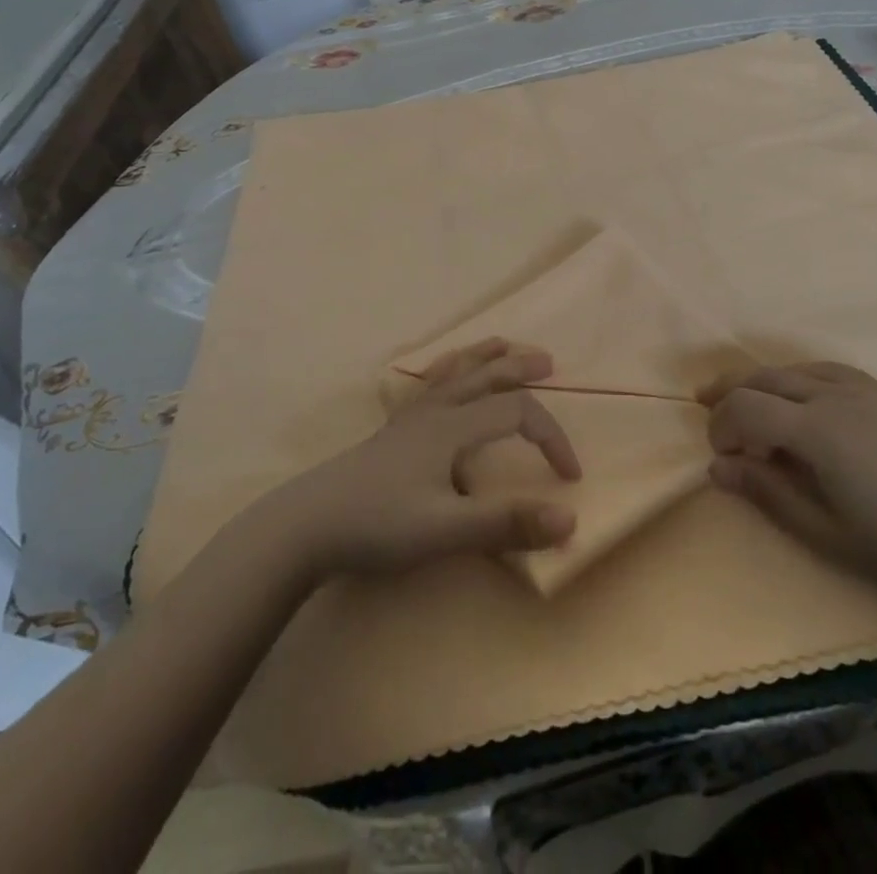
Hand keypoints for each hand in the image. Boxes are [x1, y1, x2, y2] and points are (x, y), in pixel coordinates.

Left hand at [261, 339, 580, 581]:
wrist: (306, 526)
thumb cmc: (378, 525)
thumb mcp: (446, 531)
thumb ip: (507, 524)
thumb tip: (570, 518)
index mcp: (453, 427)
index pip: (516, 414)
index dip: (551, 437)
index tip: (570, 476)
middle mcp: (435, 411)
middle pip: (485, 376)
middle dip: (520, 368)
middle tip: (549, 363)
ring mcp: (410, 418)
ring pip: (454, 372)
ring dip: (484, 357)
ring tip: (502, 345)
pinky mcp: (392, 431)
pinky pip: (427, 385)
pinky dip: (447, 371)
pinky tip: (442, 378)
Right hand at [702, 363, 876, 618]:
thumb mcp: (825, 532)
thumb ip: (766, 492)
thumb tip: (716, 467)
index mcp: (817, 430)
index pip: (746, 407)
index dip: (722, 425)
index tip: (719, 454)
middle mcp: (834, 394)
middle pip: (764, 378)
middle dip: (729, 392)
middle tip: (706, 410)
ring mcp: (863, 387)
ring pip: (793, 369)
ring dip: (761, 382)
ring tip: (743, 399)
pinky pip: (826, 370)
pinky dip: (797, 378)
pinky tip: (798, 397)